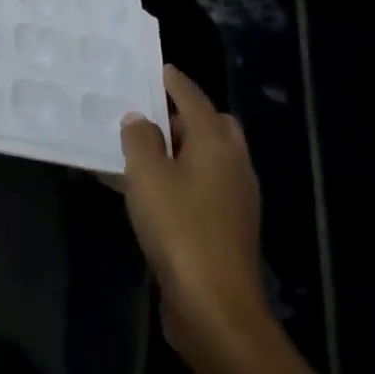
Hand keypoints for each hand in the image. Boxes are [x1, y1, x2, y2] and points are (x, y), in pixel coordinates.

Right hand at [120, 66, 273, 372]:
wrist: (215, 307)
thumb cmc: (179, 229)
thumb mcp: (147, 175)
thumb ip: (140, 139)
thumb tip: (139, 119)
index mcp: (217, 144)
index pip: (194, 98)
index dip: (174, 81)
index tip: (156, 67)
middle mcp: (233, 165)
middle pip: (212, 126)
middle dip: (183, 114)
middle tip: (147, 111)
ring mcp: (235, 199)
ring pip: (208, 157)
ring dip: (181, 147)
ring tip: (142, 147)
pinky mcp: (227, 228)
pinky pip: (202, 185)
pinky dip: (181, 176)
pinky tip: (151, 189)